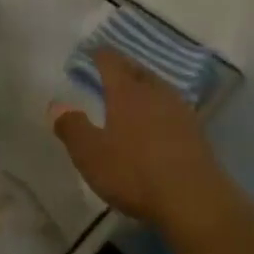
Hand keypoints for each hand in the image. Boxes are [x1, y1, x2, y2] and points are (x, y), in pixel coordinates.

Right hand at [49, 49, 235, 235]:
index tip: (91, 52)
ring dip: (144, 86)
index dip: (99, 55)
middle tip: (111, 69)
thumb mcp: (91, 154)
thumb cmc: (135, 172)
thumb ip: (71, 127)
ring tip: (133, 92)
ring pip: (158, 88)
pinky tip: (157, 120)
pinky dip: (160, 108)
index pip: (111, 61)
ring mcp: (180, 111)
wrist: (195, 201)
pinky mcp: (197, 133)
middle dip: (123, 67)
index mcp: (126, 92)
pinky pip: (172, 108)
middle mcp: (155, 93)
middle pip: (137, 70)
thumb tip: (56, 104)